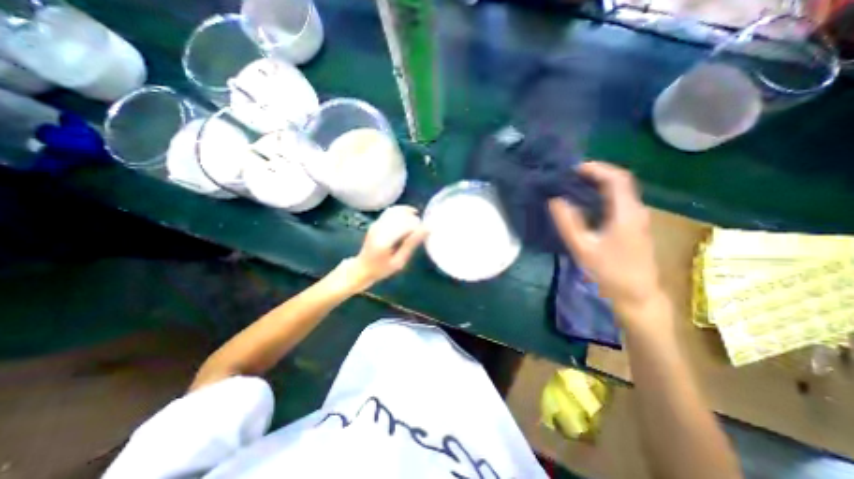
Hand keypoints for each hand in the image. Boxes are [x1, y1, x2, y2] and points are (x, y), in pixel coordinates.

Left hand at [343, 204, 430, 288]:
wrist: (362, 268)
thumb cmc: (382, 269)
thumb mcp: (399, 261)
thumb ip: (411, 244)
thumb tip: (426, 229)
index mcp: (384, 240)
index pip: (405, 225)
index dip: (418, 226)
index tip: (426, 232)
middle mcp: (379, 228)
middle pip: (401, 215)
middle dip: (414, 219)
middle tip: (422, 228)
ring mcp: (376, 223)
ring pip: (395, 210)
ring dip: (408, 213)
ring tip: (417, 221)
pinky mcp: (376, 222)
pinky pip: (391, 211)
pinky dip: (402, 211)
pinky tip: (409, 216)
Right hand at [550, 160, 663, 321]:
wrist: (637, 295)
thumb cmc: (609, 272)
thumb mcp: (583, 247)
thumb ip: (568, 222)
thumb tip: (555, 200)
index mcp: (626, 212)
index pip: (616, 178)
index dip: (596, 168)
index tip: (573, 168)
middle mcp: (636, 210)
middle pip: (620, 181)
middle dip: (596, 173)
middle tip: (570, 176)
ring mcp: (638, 218)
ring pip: (620, 191)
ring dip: (599, 183)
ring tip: (574, 185)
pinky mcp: (634, 226)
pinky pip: (618, 201)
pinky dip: (602, 195)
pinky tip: (587, 202)